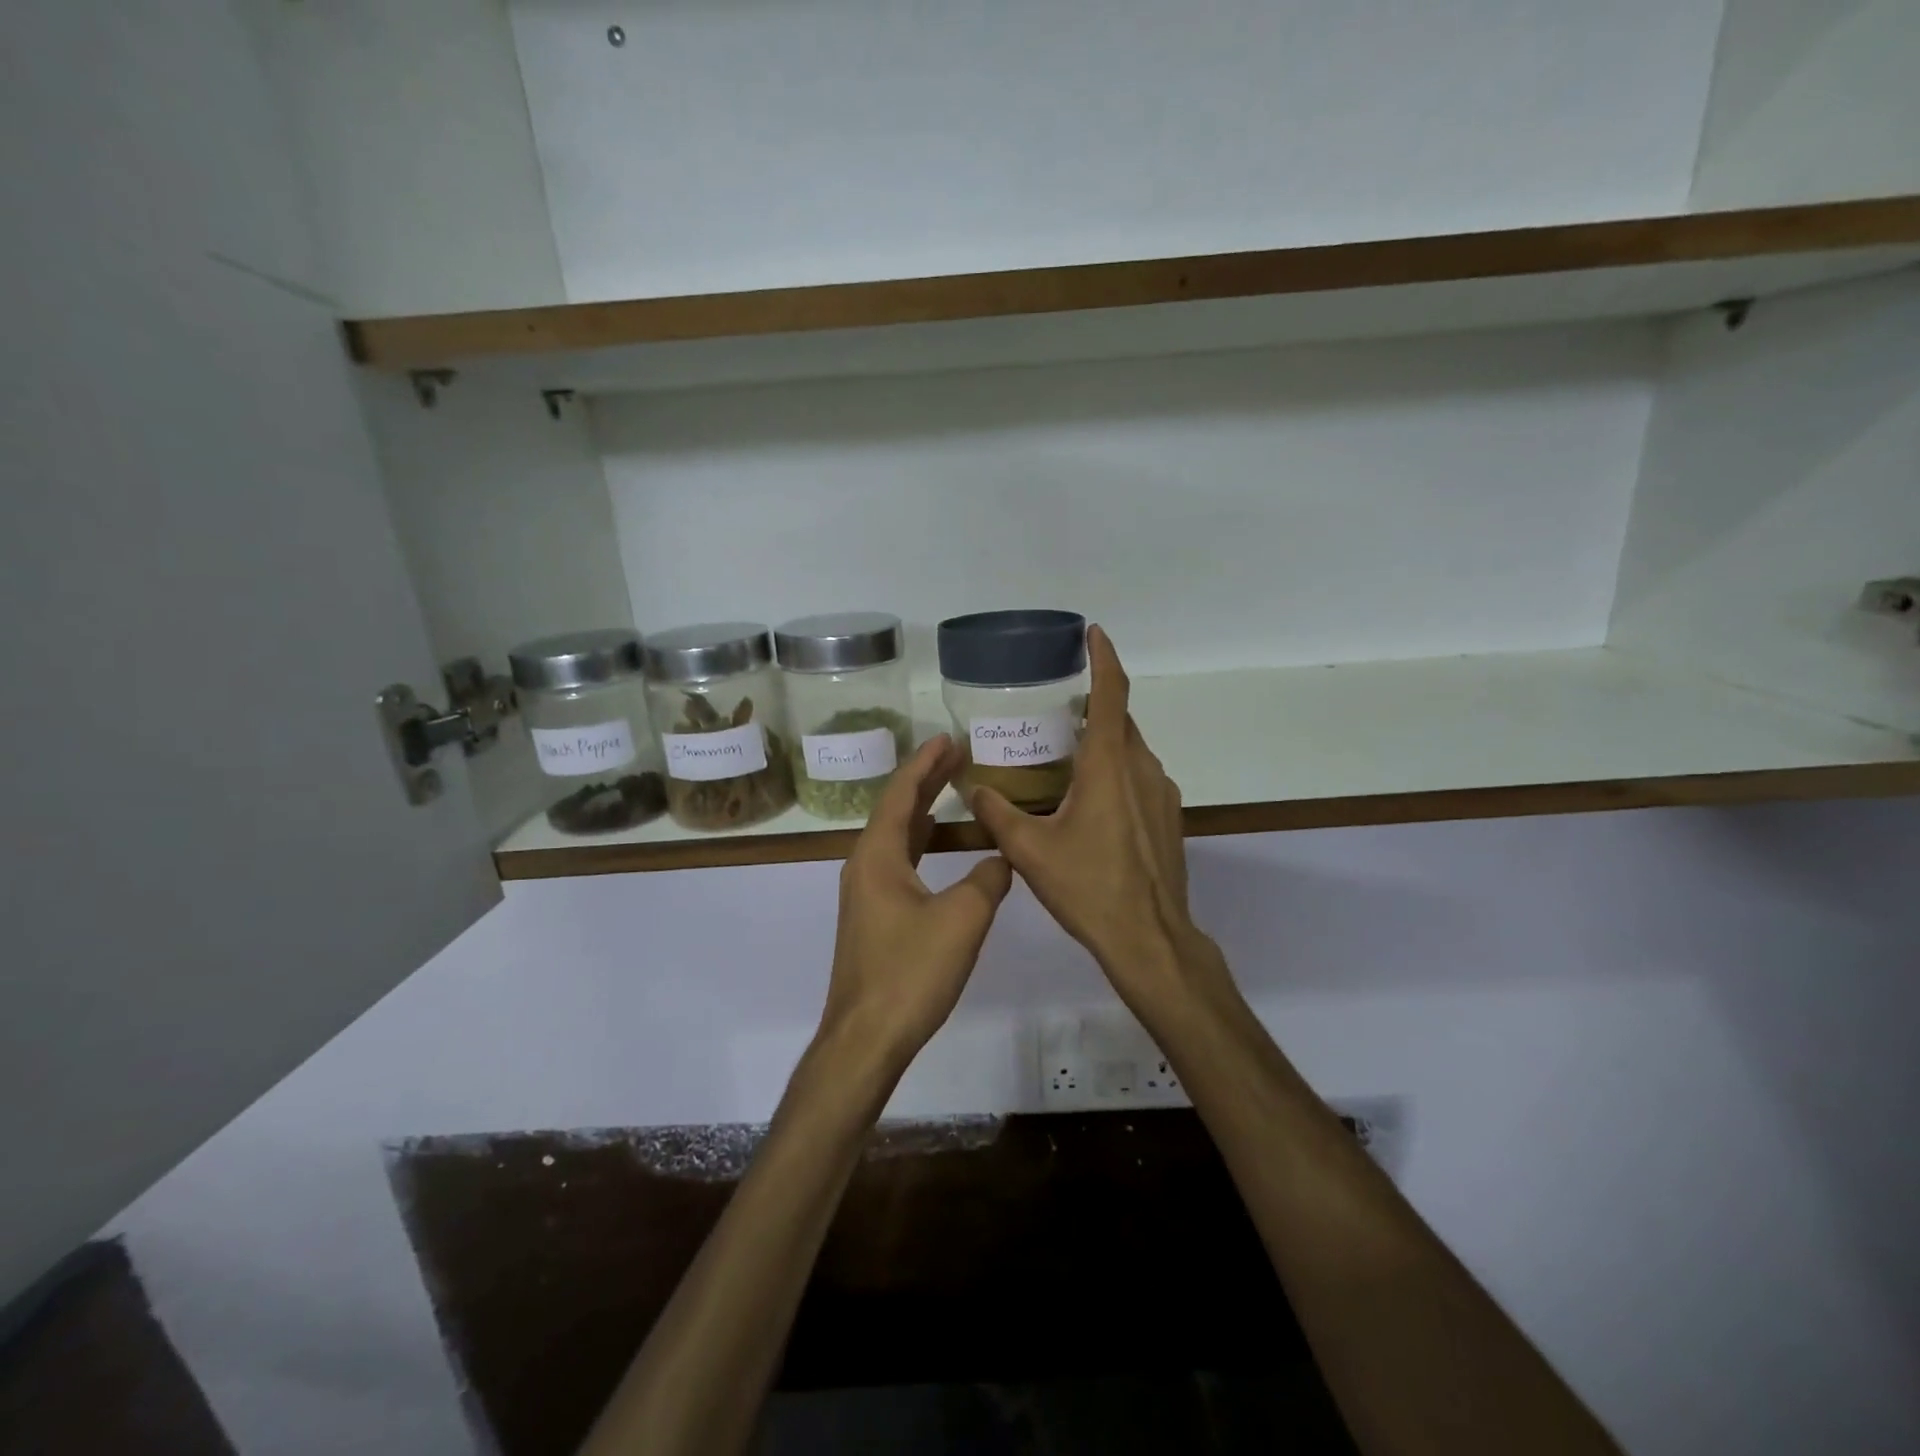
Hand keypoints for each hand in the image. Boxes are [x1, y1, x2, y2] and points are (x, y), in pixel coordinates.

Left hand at [816, 735, 1013, 1079]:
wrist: (866, 1038)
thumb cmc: (910, 973)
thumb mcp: (962, 919)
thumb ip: (987, 880)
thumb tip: (1002, 859)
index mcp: (878, 855)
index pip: (901, 793)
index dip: (925, 764)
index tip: (948, 739)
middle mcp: (865, 865)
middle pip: (896, 809)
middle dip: (926, 781)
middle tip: (957, 755)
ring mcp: (866, 893)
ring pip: (896, 837)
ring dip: (923, 811)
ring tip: (953, 789)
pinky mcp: (874, 917)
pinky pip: (899, 862)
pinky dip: (922, 842)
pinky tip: (940, 847)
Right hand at [969, 627, 1210, 1004]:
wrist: (1149, 938)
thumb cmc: (1089, 887)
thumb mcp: (1030, 851)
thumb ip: (997, 813)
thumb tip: (971, 788)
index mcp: (1110, 765)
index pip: (1111, 694)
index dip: (1103, 658)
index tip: (1093, 632)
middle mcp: (1142, 768)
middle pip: (1120, 721)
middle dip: (1093, 707)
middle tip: (1056, 711)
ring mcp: (1162, 793)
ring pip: (1131, 751)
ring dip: (1103, 744)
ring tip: (1066, 760)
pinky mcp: (1169, 817)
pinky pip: (1140, 778)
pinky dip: (1117, 772)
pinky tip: (1090, 804)